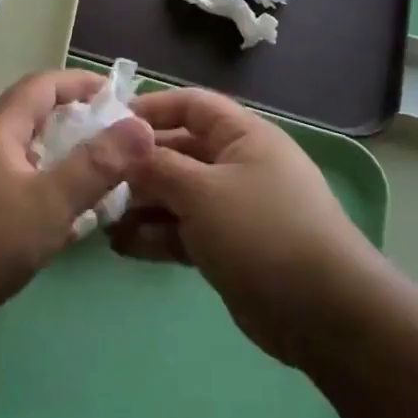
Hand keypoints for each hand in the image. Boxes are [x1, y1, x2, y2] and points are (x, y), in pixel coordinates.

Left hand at [0, 69, 153, 334]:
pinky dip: (39, 179)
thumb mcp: (49, 202)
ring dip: (52, 148)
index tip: (119, 96)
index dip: (81, 83)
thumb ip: (96, 165)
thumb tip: (142, 126)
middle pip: (25, 110)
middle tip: (101, 130)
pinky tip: (59, 209)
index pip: (42, 85)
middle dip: (66, 112)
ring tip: (87, 167)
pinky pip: (11, 177)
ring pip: (17, 146)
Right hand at [114, 87, 381, 364]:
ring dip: (140, 205)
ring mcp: (233, 209)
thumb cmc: (261, 231)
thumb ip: (156, 167)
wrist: (321, 311)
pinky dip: (155, 235)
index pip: (191, 105)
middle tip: (95, 179)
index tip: (106, 124)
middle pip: (178, 152)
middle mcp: (237, 166)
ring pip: (176, 195)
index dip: (150, 109)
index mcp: (243, 136)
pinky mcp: (227, 248)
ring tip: (101, 218)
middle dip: (137, 165)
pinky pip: (183, 231)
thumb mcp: (201, 190)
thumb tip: (123, 152)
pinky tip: (121, 246)